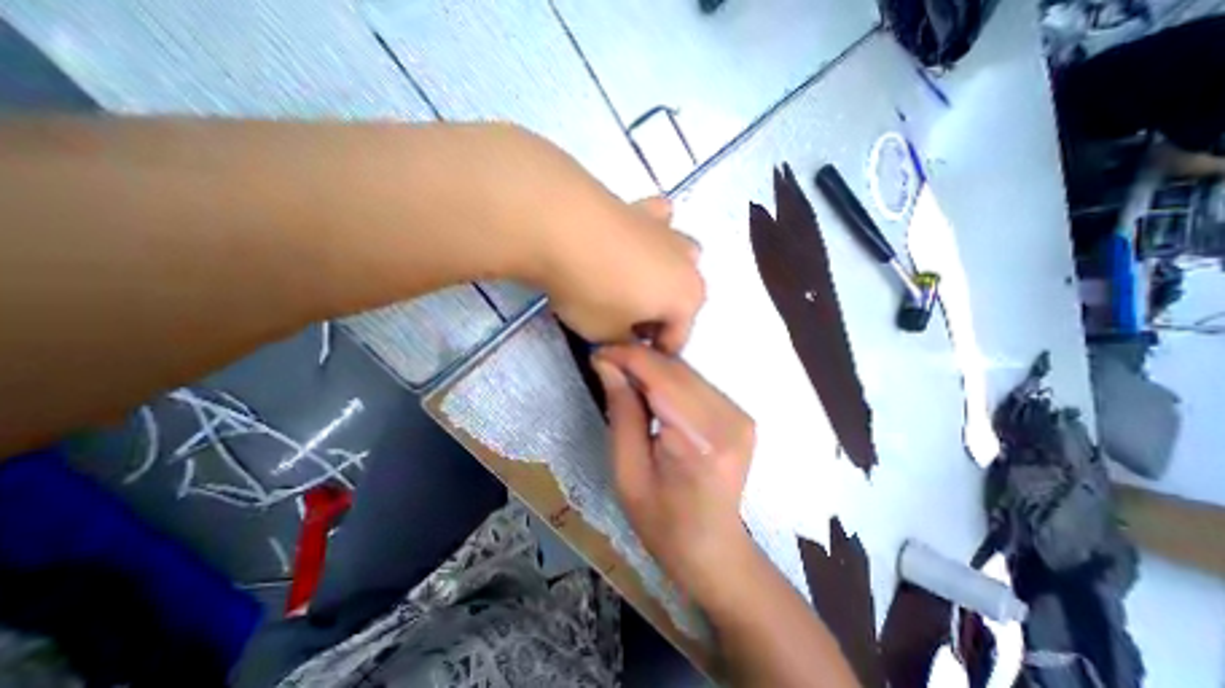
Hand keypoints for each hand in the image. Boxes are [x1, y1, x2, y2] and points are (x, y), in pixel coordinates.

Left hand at [493, 128, 703, 350]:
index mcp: (687, 299)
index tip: (626, 354)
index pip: (674, 340)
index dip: (650, 352)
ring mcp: (670, 233)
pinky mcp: (645, 208)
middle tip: (623, 322)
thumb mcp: (605, 334)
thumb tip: (626, 335)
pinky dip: (650, 236)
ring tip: (626, 283)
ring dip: (660, 277)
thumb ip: (623, 341)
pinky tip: (629, 240)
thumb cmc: (589, 291)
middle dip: (656, 316)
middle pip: (678, 301)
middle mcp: (688, 265)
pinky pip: (659, 226)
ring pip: (676, 263)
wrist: (562, 226)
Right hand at [590, 345, 758, 601]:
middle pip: (676, 369)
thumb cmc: (662, 522)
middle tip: (607, 364)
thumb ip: (622, 411)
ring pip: (687, 371)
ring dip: (653, 368)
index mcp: (699, 439)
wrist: (713, 549)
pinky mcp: (740, 415)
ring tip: (625, 377)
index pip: (660, 375)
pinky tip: (651, 390)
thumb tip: (607, 364)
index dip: (627, 356)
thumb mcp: (627, 471)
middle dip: (638, 360)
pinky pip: (697, 384)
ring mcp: (739, 414)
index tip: (598, 353)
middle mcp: (728, 418)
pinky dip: (670, 380)